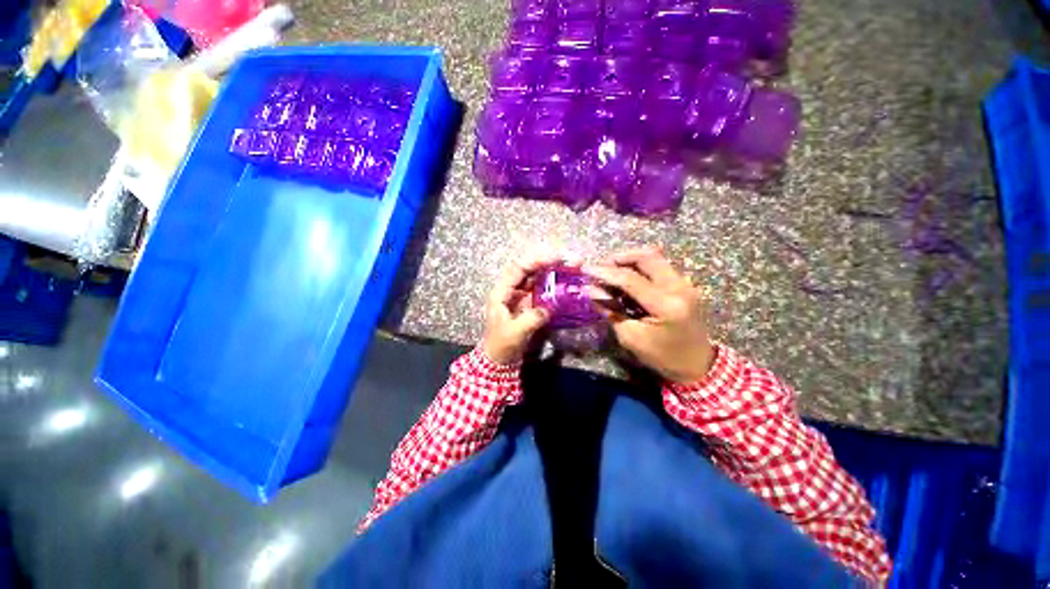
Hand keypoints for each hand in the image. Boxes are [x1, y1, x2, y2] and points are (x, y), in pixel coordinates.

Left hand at [481, 253, 566, 364]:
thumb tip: (548, 309)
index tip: (556, 258)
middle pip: (530, 269)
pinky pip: (542, 289)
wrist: (499, 359)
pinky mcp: (529, 303)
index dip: (536, 261)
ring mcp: (520, 295)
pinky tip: (567, 281)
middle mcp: (511, 289)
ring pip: (537, 277)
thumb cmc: (501, 345)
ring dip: (554, 271)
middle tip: (571, 260)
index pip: (518, 269)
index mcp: (501, 292)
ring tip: (573, 266)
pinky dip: (554, 284)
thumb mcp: (515, 333)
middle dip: (549, 262)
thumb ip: (531, 319)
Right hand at [584, 246, 714, 383]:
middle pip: (647, 257)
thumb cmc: (662, 357)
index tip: (586, 269)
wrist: (697, 365)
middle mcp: (679, 288)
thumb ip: (610, 310)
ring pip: (654, 258)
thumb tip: (591, 290)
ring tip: (611, 270)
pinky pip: (659, 267)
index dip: (605, 272)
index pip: (630, 279)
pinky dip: (640, 267)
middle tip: (601, 266)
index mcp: (666, 305)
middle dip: (620, 257)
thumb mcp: (631, 337)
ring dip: (630, 260)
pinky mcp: (684, 285)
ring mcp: (685, 284)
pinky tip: (627, 277)